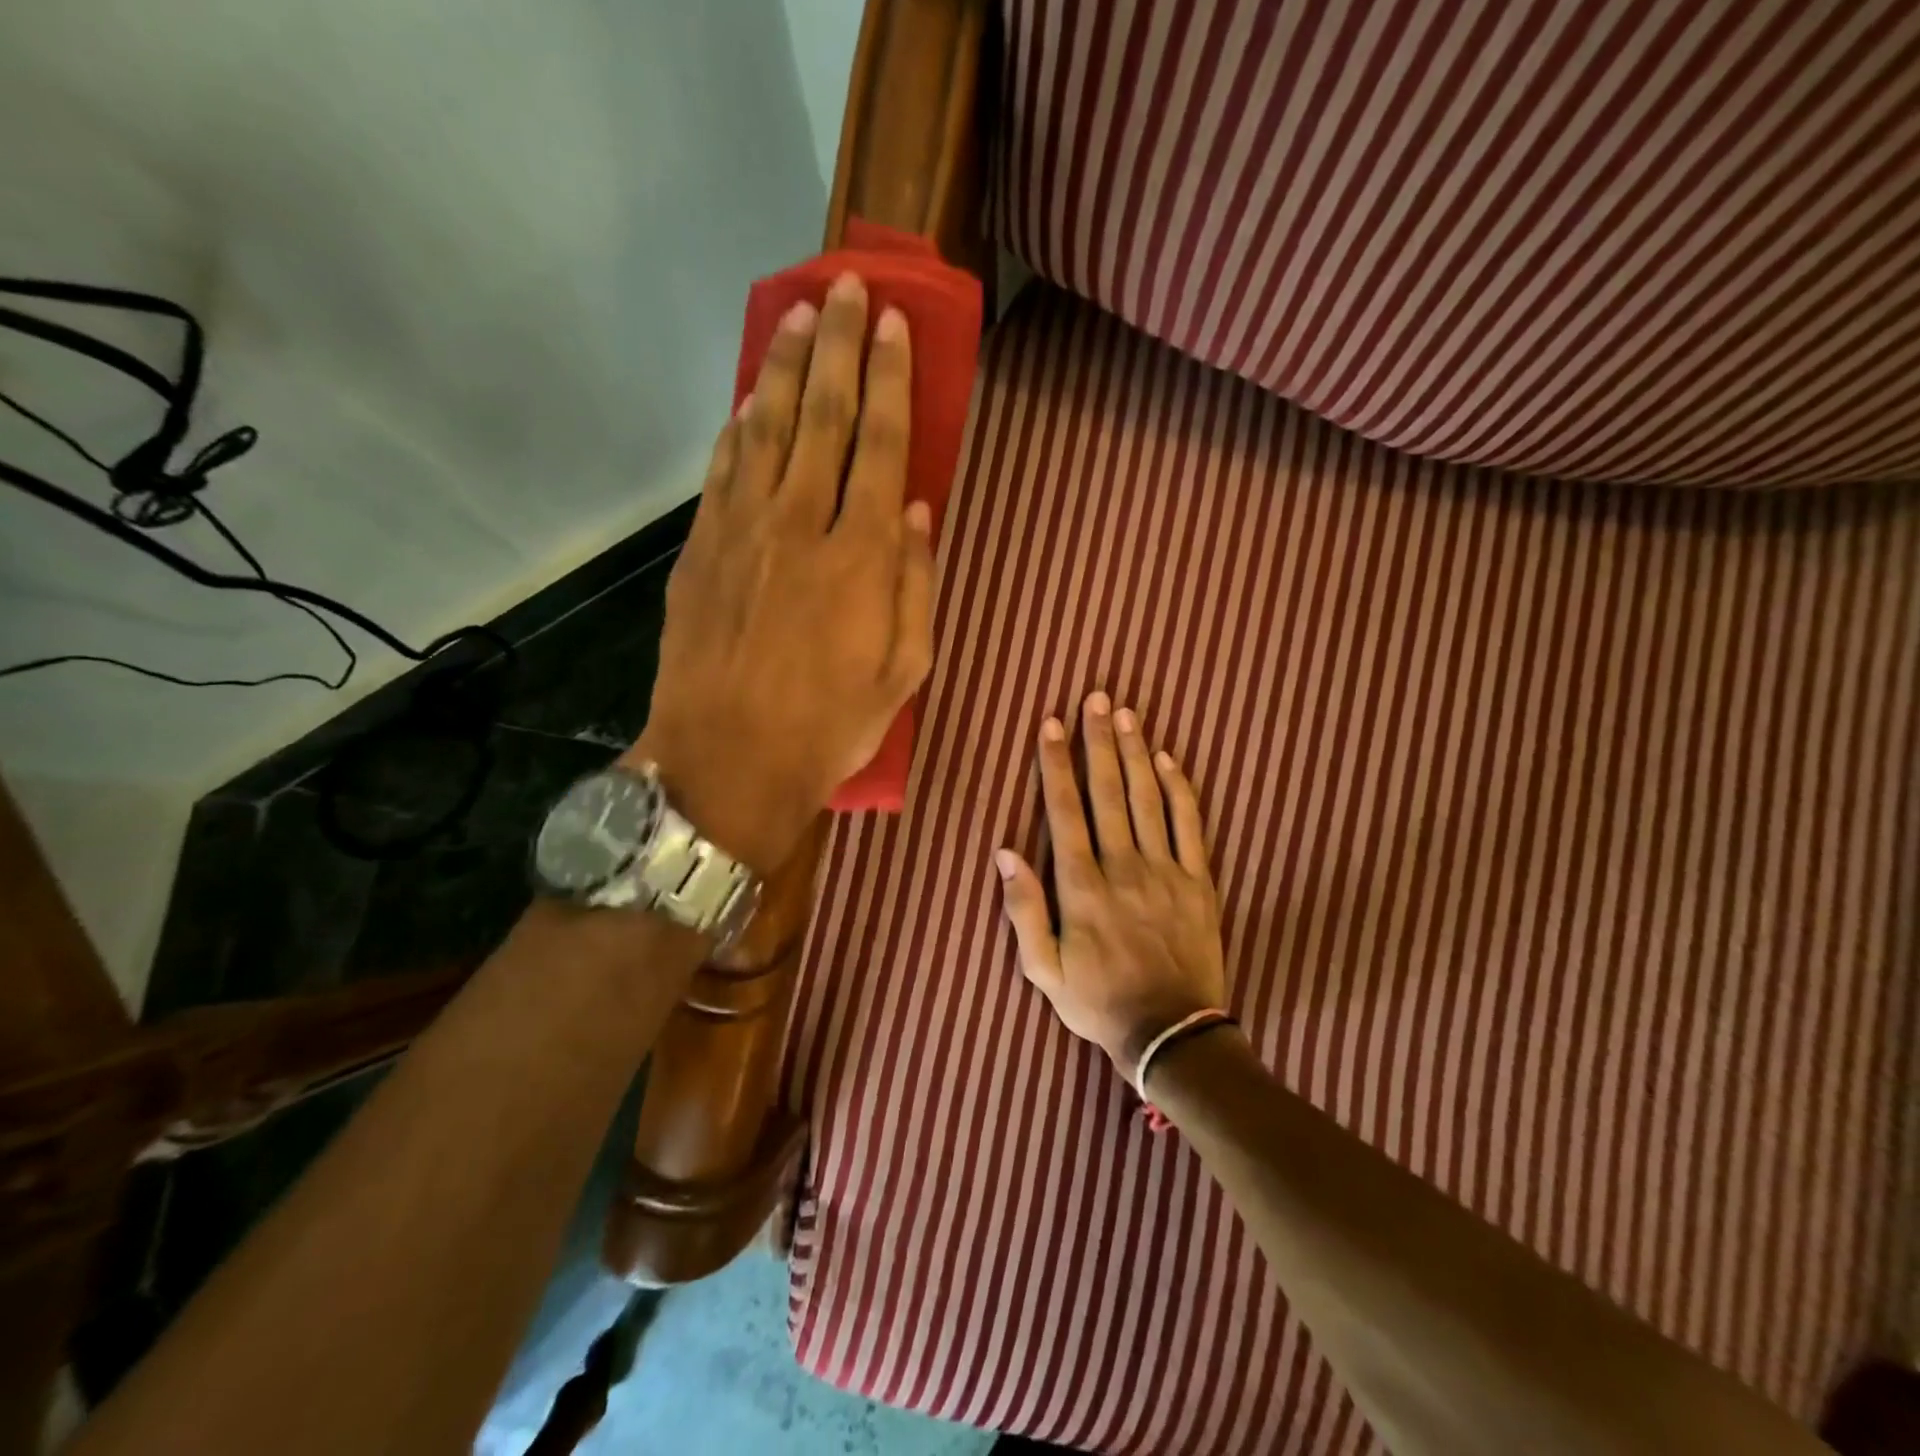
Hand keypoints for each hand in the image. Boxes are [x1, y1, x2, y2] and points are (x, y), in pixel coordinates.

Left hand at [629, 273, 933, 873]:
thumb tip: (919, 513)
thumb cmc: (829, 727)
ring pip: (768, 429)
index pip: (883, 446)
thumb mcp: (903, 673)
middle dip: (840, 348)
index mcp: (862, 558)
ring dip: (787, 369)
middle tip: (847, 289)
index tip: (894, 325)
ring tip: (800, 317)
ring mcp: (742, 532)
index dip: (890, 380)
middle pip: (824, 418)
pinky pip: (723, 470)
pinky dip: (739, 426)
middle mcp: (801, 526)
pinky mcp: (700, 550)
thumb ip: (916, 587)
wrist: (727, 763)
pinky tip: (751, 399)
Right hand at [996, 691, 1227, 1081]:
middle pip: (1108, 792)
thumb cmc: (1098, 1001)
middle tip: (1095, 698)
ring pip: (1148, 799)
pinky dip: (1180, 790)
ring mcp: (1165, 871)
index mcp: (1082, 886)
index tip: (1052, 725)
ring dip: (1135, 753)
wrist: (1171, 1034)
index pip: (1065, 811)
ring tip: (1126, 714)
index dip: (1056, 765)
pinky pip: (1190, 826)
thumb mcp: (1043, 969)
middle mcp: (1123, 867)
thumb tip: (1005, 853)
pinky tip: (1169, 759)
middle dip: (1098, 742)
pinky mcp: (1198, 881)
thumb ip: (1024, 910)